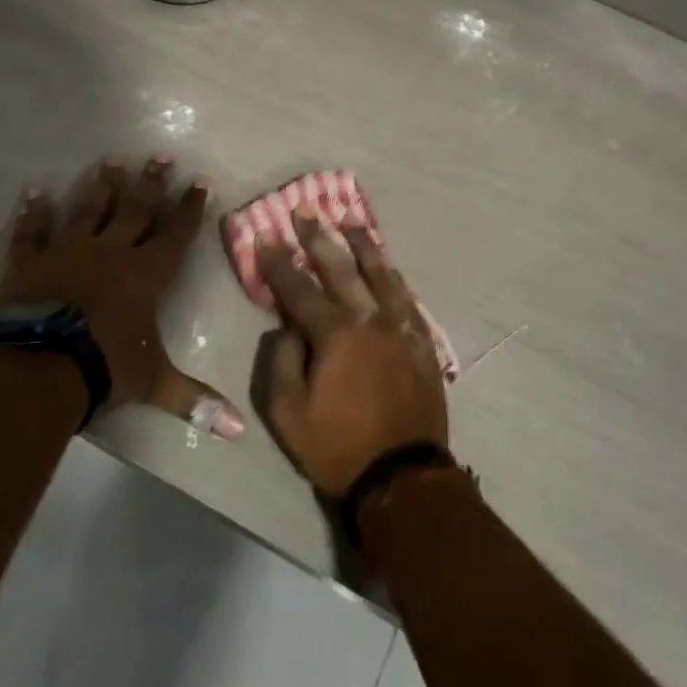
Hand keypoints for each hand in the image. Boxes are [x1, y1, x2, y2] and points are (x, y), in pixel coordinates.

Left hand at [0, 157, 242, 436]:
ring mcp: (69, 250)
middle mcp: (111, 251)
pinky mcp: (31, 260)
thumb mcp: (154, 382)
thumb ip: (193, 400)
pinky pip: (33, 230)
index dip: (189, 208)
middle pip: (137, 209)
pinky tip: (34, 190)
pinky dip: (33, 211)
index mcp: (146, 274)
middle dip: (152, 183)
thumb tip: (238, 431)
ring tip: (113, 159)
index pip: (175, 233)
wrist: (40, 366)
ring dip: (103, 185)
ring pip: (90, 209)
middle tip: (161, 156)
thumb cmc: (105, 366)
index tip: (200, 181)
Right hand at [259, 212, 449, 496]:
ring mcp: (400, 328)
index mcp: (334, 334)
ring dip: (363, 244)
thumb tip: (287, 328)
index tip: (265, 234)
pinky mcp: (422, 342)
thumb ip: (282, 362)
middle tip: (306, 211)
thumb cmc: (338, 446)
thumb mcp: (288, 413)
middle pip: (341, 269)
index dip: (278, 262)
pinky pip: (407, 299)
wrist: (402, 475)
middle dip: (320, 238)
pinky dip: (394, 277)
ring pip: (380, 274)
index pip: (299, 289)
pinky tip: (388, 265)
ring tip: (351, 219)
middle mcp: (369, 319)